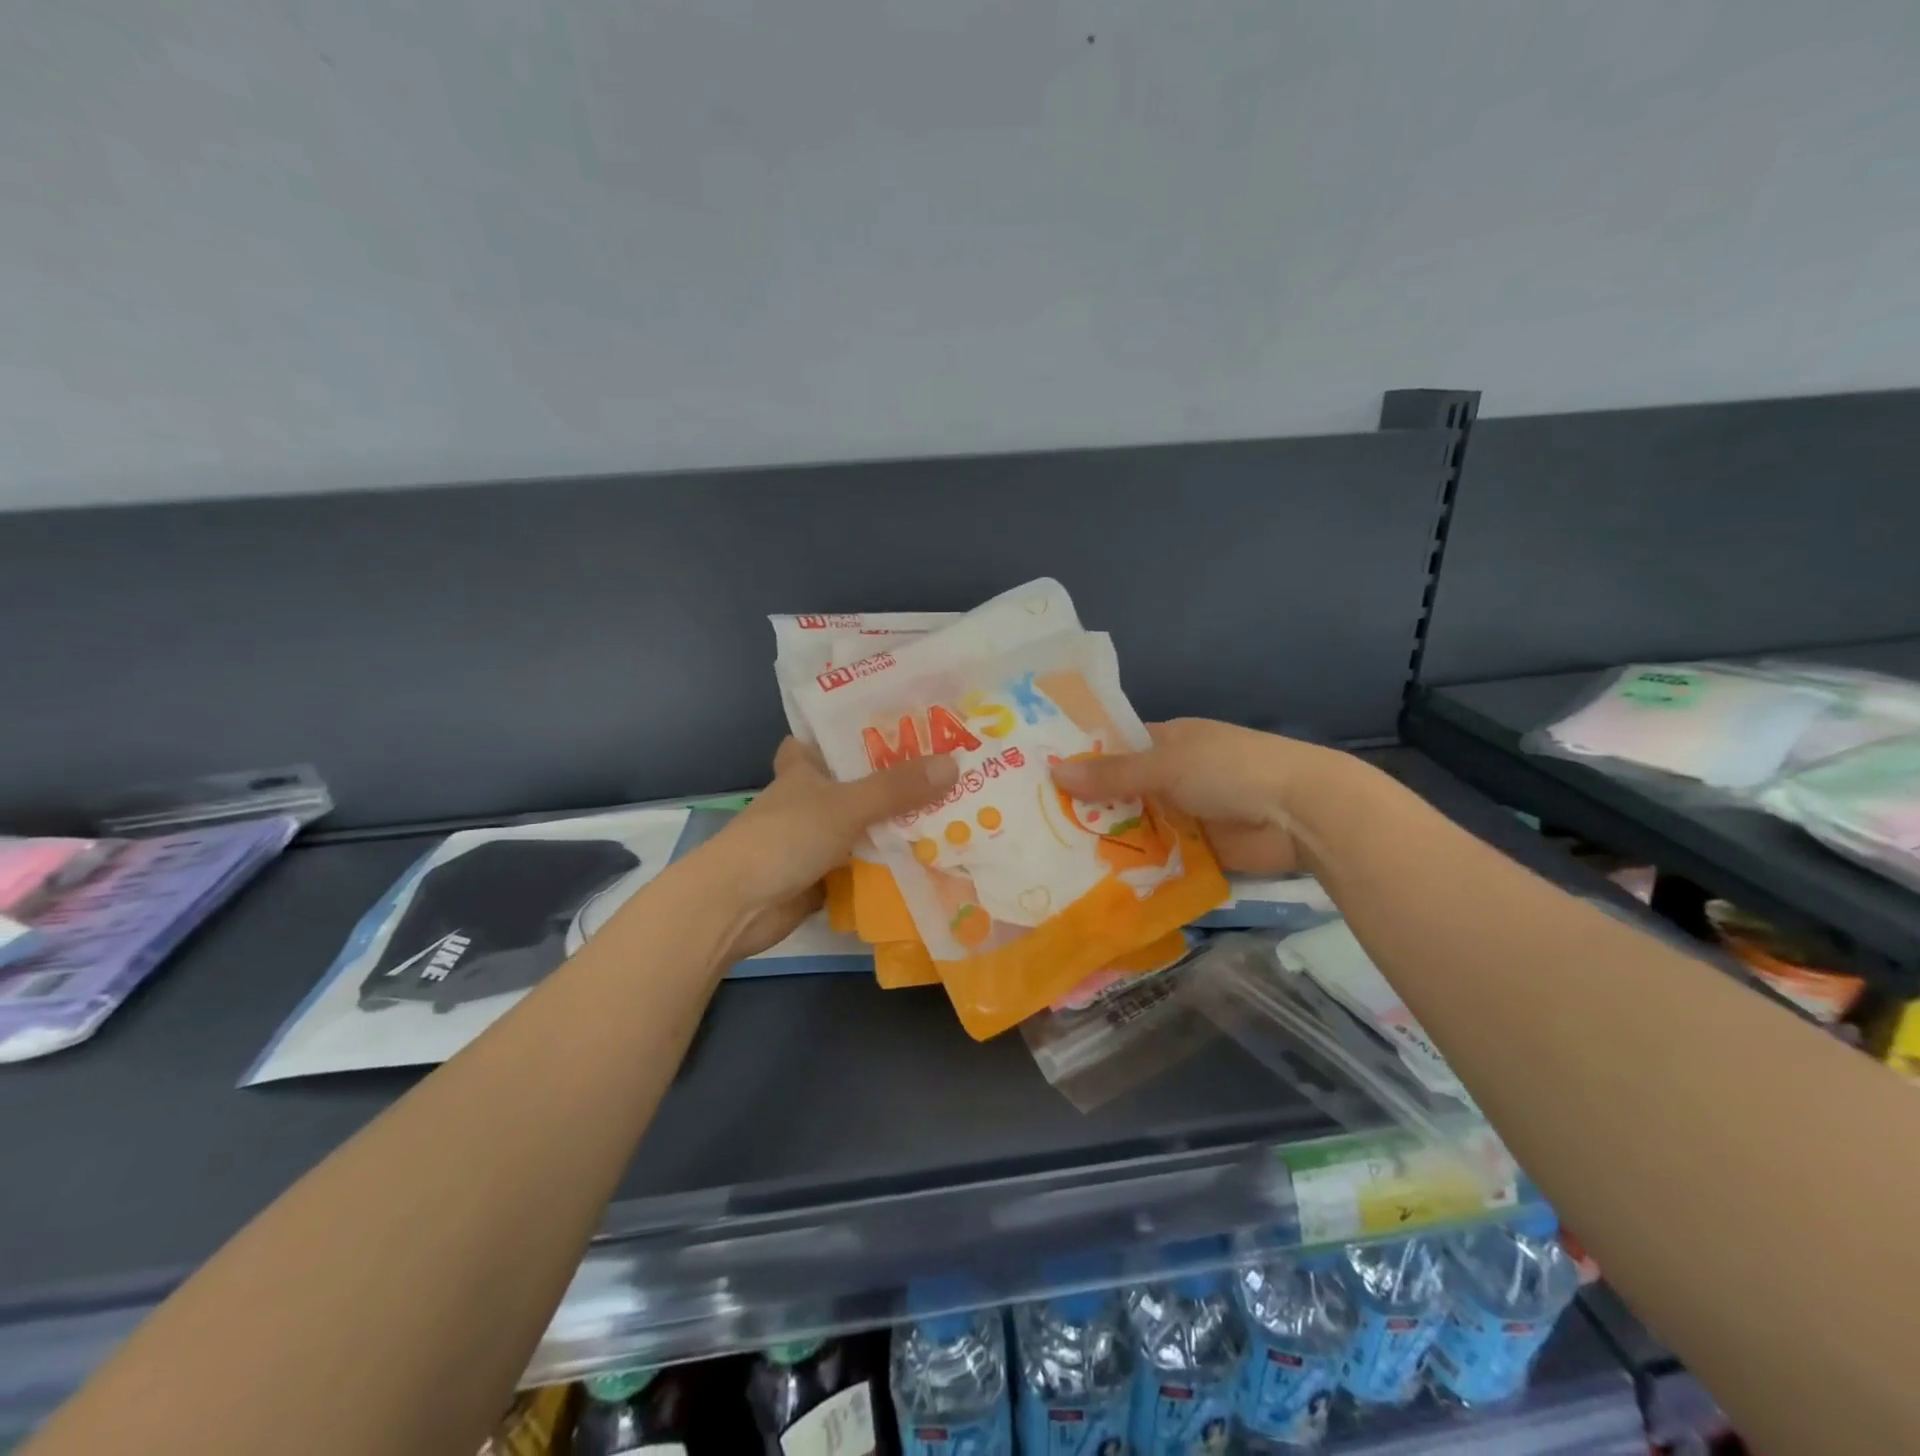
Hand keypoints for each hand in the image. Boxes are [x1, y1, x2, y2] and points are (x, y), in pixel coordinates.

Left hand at [701, 738, 958, 958]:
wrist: (737, 906)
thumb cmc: (784, 838)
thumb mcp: (845, 806)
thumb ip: (897, 788)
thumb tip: (954, 764)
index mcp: (805, 769)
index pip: (825, 737)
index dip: (854, 729)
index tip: (899, 723)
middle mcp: (811, 799)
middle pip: (859, 782)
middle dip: (897, 779)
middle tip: (949, 768)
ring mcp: (817, 839)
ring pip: (866, 824)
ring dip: (899, 824)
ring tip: (954, 810)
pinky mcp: (824, 874)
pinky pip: (866, 862)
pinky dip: (891, 862)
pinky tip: (931, 857)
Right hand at [1049, 718, 1339, 875]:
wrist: (1300, 813)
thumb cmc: (1230, 770)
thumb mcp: (1166, 765)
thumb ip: (1112, 774)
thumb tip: (1054, 772)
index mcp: (1168, 742)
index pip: (1115, 748)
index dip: (1081, 761)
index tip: (1038, 779)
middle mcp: (1173, 776)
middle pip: (1122, 791)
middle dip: (1087, 808)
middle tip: (1035, 828)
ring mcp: (1186, 814)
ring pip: (1137, 827)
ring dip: (1108, 841)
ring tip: (1053, 859)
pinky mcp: (1198, 850)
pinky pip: (1158, 857)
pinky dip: (1134, 868)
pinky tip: (1095, 882)